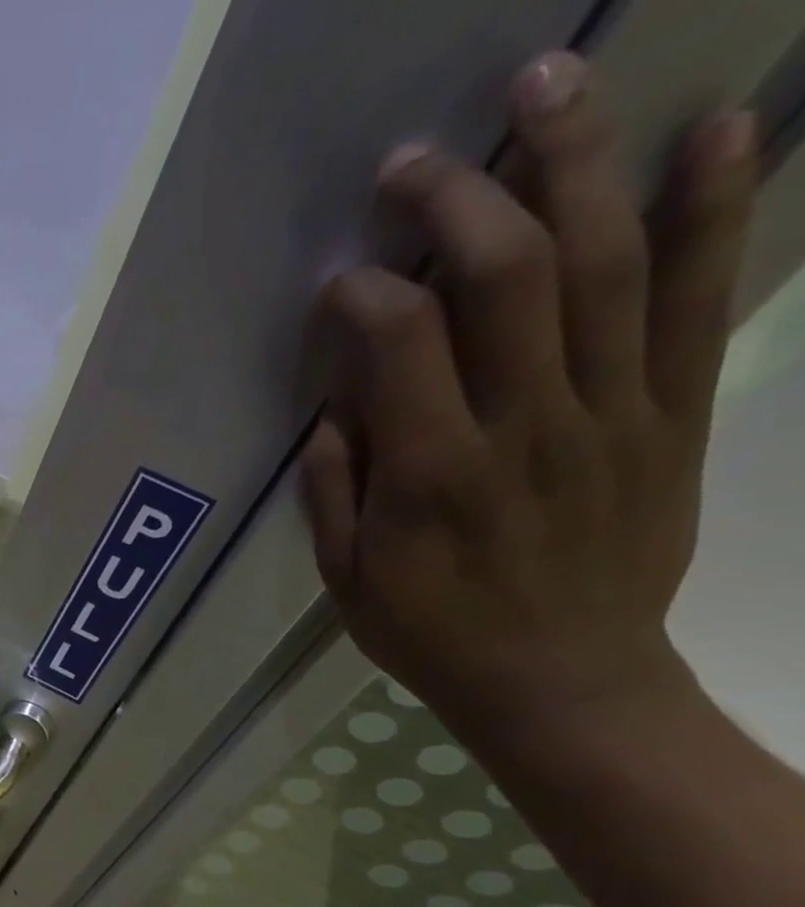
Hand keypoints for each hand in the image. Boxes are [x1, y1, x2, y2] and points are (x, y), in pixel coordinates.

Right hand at [302, 51, 759, 747]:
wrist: (560, 680)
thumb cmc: (431, 634)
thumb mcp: (347, 581)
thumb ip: (334, 492)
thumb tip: (333, 410)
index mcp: (432, 474)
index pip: (399, 344)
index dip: (365, 293)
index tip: (339, 281)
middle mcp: (527, 424)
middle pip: (506, 276)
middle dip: (457, 199)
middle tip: (416, 160)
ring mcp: (614, 411)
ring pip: (606, 261)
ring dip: (574, 162)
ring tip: (547, 83)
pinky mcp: (674, 414)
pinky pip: (703, 299)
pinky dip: (715, 208)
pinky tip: (715, 128)